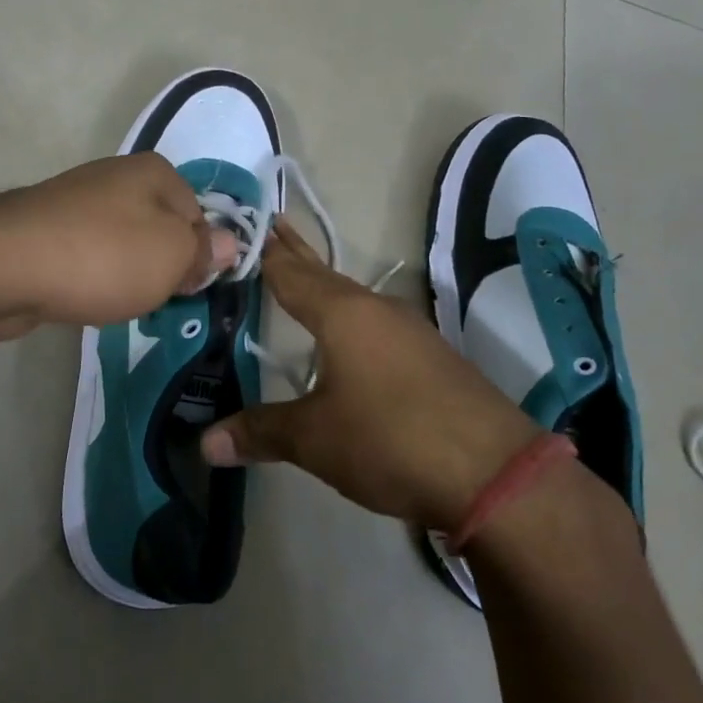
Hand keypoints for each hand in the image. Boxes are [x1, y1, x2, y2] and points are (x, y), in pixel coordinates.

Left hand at [0, 153, 237, 336]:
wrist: (6, 265)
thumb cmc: (104, 256)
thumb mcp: (173, 256)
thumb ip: (204, 251)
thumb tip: (229, 243)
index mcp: (154, 173)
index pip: (198, 216)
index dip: (199, 256)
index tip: (187, 288)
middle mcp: (116, 178)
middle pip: (159, 230)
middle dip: (161, 267)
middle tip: (153, 298)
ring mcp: (76, 203)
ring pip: (122, 246)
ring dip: (126, 277)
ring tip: (115, 301)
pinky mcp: (47, 233)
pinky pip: (87, 258)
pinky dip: (91, 279)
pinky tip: (83, 297)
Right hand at [198, 220, 537, 529]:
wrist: (496, 473)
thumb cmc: (390, 439)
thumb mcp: (315, 439)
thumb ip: (260, 432)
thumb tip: (206, 443)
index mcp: (342, 315)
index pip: (291, 274)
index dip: (267, 255)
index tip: (249, 229)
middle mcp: (377, 311)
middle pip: (325, 275)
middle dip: (296, 255)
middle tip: (272, 229)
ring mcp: (411, 332)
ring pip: (354, 299)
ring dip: (325, 288)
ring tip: (302, 281)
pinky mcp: (433, 358)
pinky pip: (378, 324)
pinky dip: (351, 318)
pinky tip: (351, 337)